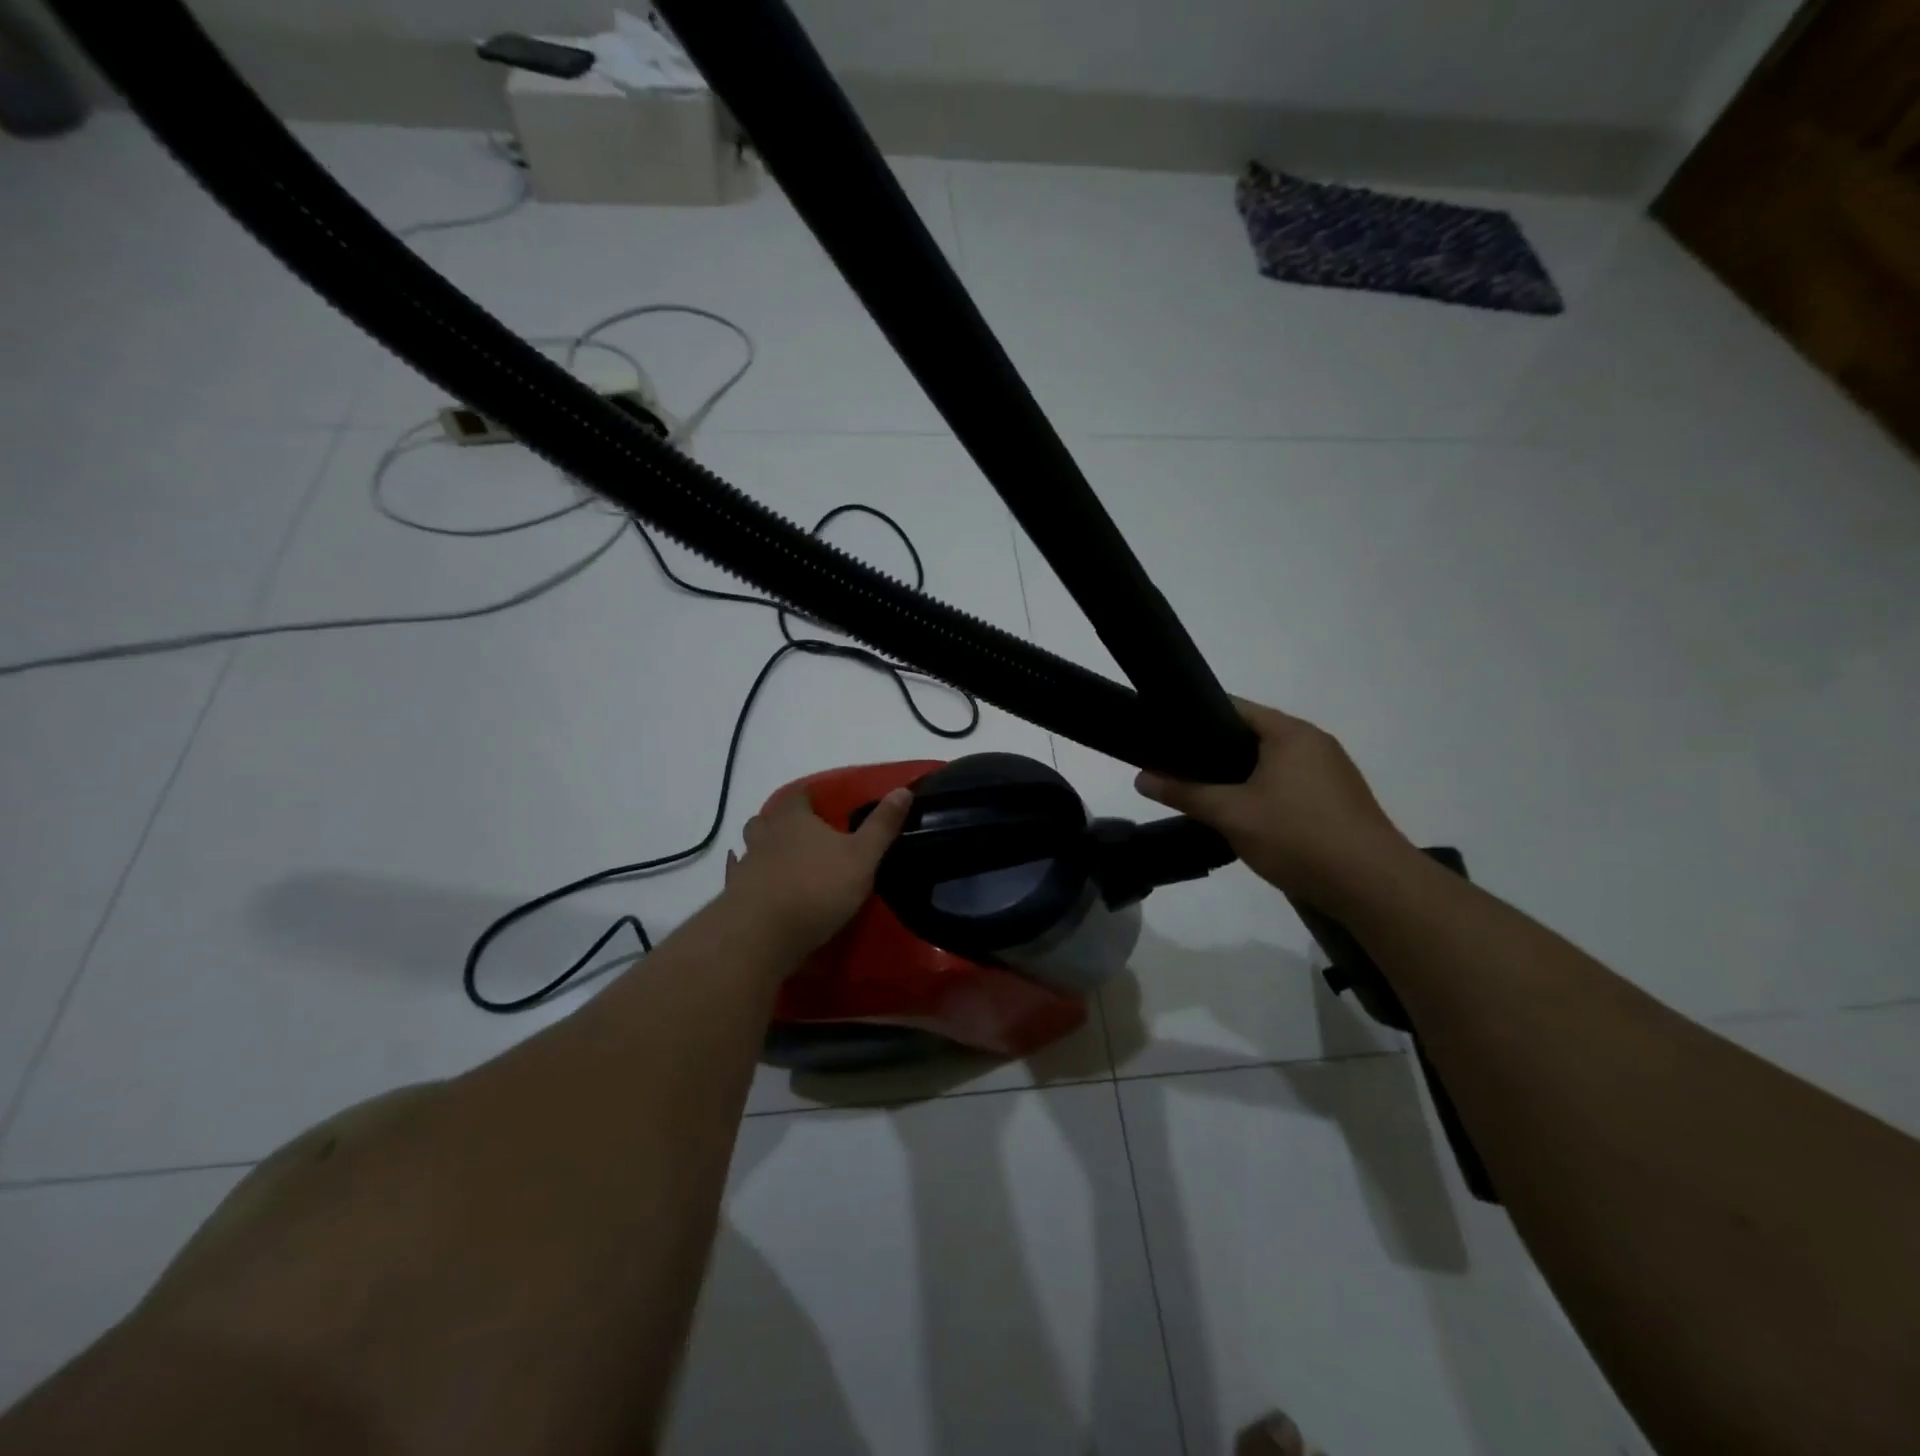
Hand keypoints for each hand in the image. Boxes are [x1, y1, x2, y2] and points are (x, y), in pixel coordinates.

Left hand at [720, 785, 912, 957]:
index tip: (824, 804)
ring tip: (785, 860)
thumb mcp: (862, 857)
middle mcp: (765, 834)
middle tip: (805, 834)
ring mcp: (746, 865)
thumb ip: (882, 825)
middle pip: (768, 818)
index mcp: (794, 818)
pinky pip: (740, 879)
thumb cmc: (817, 888)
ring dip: (765, 849)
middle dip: (783, 822)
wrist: (762, 935)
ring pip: (752, 846)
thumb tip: (903, 789)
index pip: (799, 795)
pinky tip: (758, 885)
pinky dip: (749, 878)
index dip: (810, 796)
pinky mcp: (734, 895)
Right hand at [1136, 698, 1413, 905]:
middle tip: (1178, 769)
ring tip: (1205, 794)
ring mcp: (1332, 772)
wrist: (1373, 886)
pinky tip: (1246, 817)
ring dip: (1241, 776)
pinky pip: (1291, 784)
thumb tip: (1141, 778)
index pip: (1234, 708)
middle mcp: (1315, 743)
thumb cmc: (1298, 836)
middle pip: (1253, 735)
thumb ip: (1185, 793)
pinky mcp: (1339, 800)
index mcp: (1290, 733)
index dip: (1197, 718)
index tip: (1166, 735)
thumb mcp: (1231, 814)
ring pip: (1272, 763)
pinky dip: (1264, 793)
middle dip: (1215, 752)